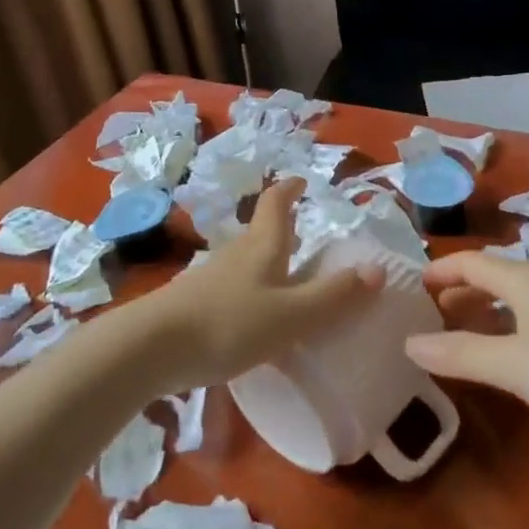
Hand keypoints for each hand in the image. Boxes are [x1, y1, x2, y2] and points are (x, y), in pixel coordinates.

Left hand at [150, 179, 383, 389]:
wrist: (150, 349)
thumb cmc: (229, 323)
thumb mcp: (292, 314)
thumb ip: (334, 296)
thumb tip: (378, 269)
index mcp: (262, 247)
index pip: (276, 204)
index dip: (289, 189)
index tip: (302, 180)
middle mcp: (236, 254)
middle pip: (260, 231)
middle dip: (282, 227)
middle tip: (303, 234)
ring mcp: (211, 278)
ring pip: (245, 260)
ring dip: (266, 261)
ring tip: (286, 278)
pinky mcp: (194, 304)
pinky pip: (232, 288)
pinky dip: (250, 292)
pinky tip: (254, 317)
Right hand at [407, 251, 528, 445]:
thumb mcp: (513, 362)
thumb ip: (460, 354)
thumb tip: (408, 344)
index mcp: (522, 279)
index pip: (470, 262)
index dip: (440, 270)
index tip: (411, 286)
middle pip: (492, 280)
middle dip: (458, 294)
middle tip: (426, 316)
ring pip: (514, 305)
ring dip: (483, 317)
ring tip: (456, 338)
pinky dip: (507, 337)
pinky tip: (505, 362)